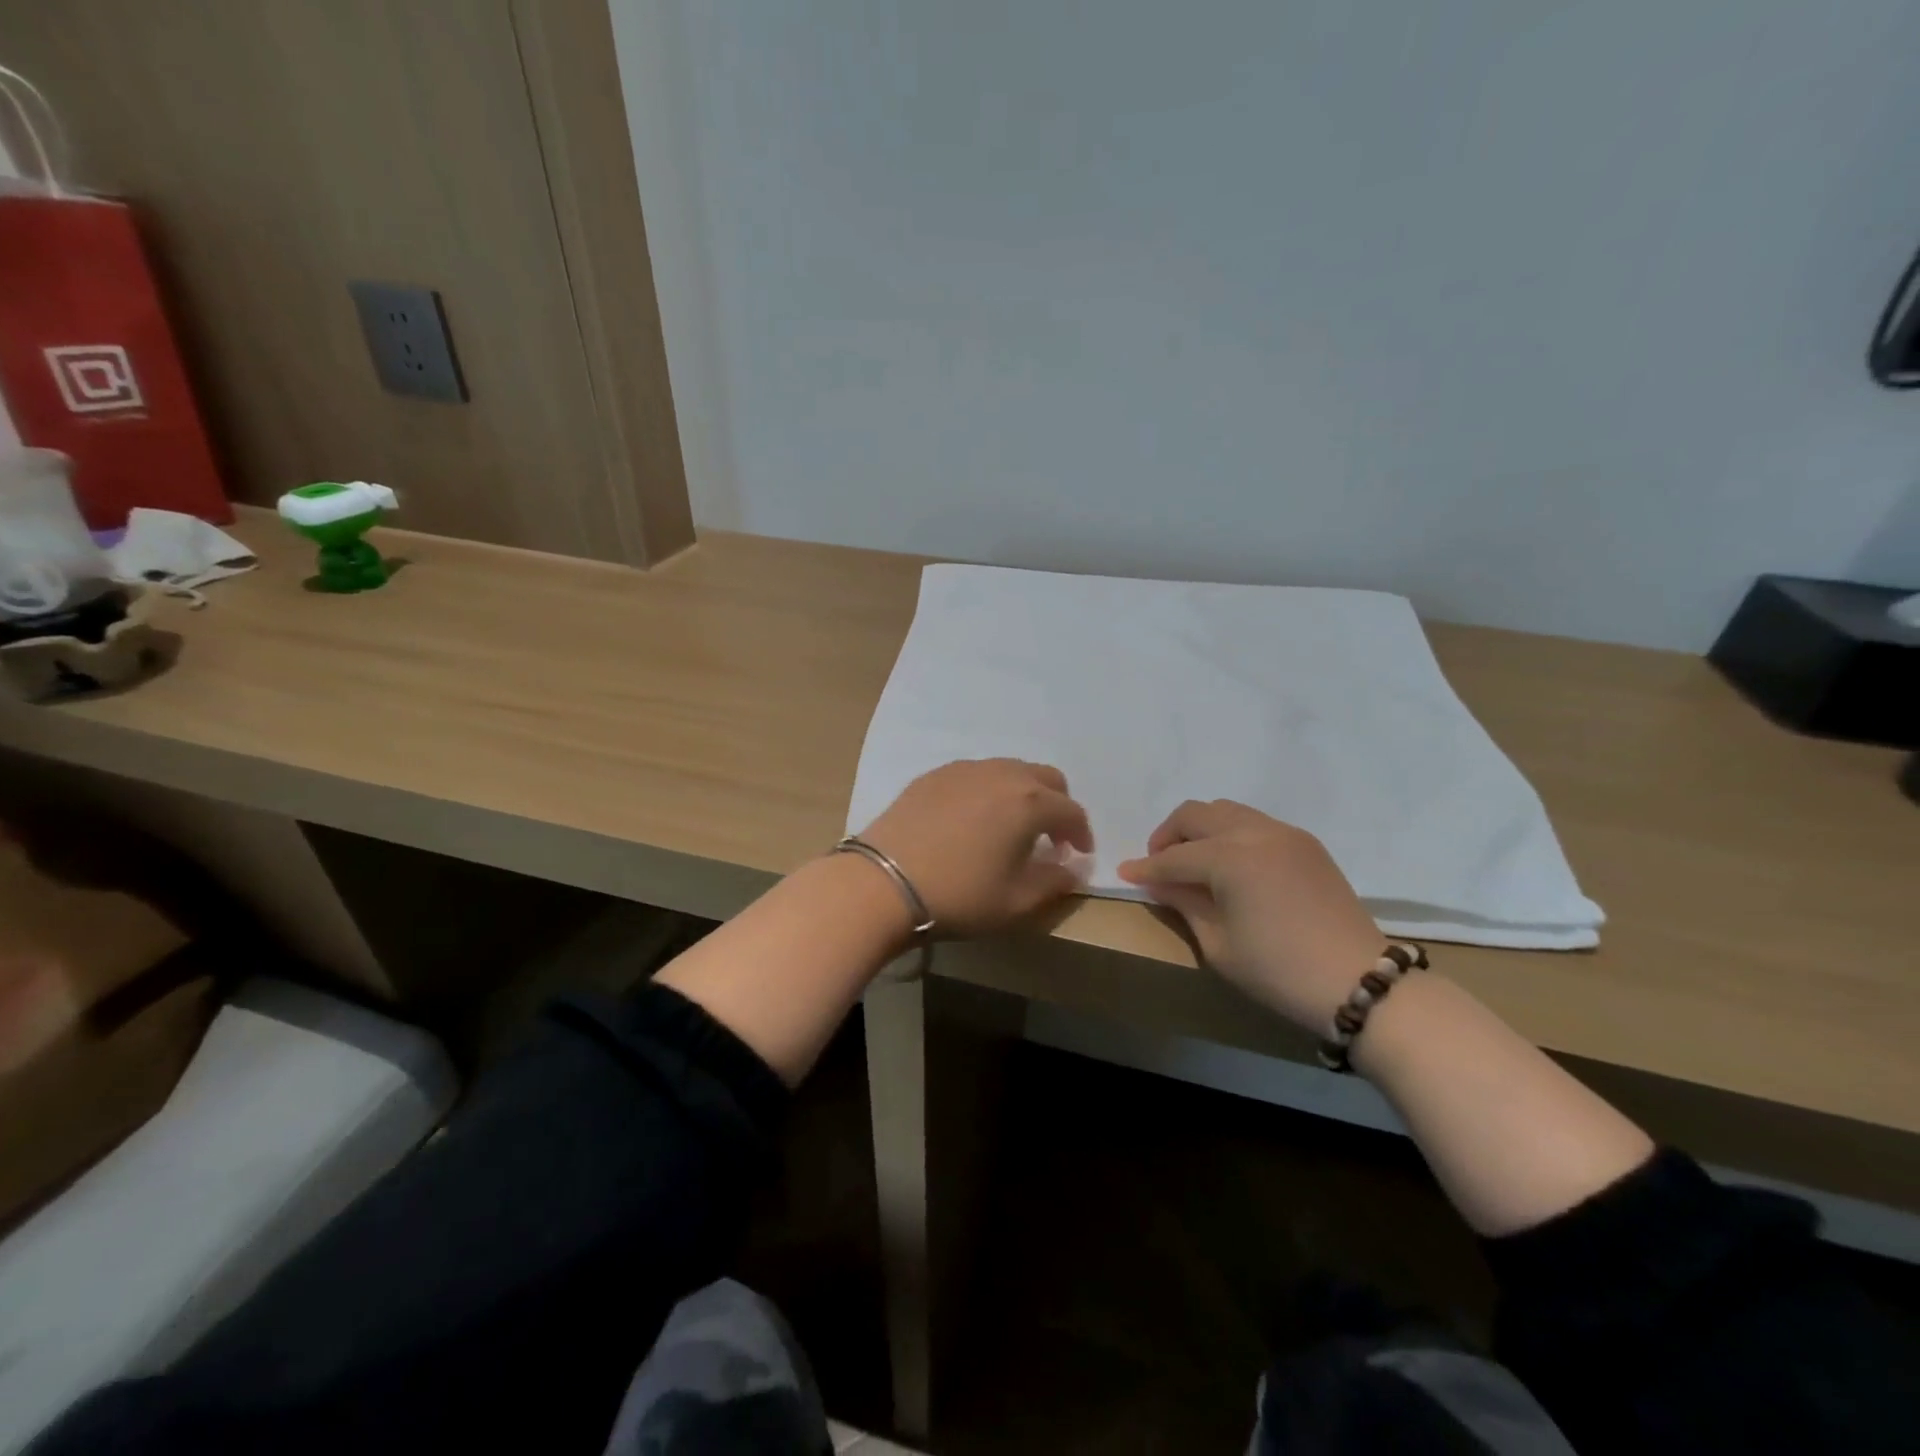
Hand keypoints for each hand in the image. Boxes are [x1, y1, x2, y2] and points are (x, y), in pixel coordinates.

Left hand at [858, 759, 1093, 937]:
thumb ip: (1054, 883)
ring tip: (1011, 826)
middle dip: (1057, 805)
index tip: (1078, 855)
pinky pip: (975, 774)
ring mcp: (964, 770)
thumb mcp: (1016, 902)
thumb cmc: (959, 895)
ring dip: (1023, 794)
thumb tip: (1071, 870)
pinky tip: (973, 818)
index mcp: (1029, 802)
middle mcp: (1002, 774)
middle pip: (1046, 778)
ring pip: (1010, 770)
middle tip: (1050, 836)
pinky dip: (988, 790)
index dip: (1081, 834)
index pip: (1071, 811)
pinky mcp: (934, 775)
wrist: (883, 882)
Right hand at [1117, 800, 1384, 1033]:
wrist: (1359, 982)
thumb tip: (1158, 882)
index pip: (1174, 857)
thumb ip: (1184, 903)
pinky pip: (1254, 823)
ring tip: (1192, 861)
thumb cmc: (1278, 971)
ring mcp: (1284, 834)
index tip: (1125, 873)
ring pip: (1226, 811)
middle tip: (1158, 864)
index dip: (1146, 868)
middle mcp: (1255, 832)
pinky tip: (1229, 865)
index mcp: (1230, 858)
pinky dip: (1230, 834)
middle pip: (1197, 815)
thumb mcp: (1218, 944)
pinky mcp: (1305, 844)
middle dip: (1169, 835)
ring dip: (1200, 829)